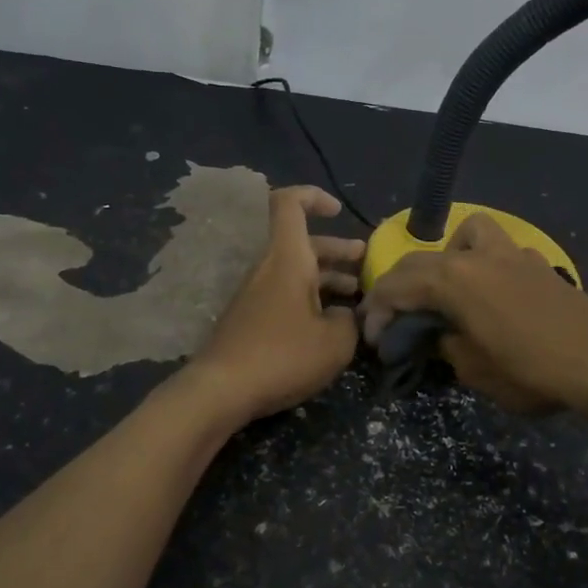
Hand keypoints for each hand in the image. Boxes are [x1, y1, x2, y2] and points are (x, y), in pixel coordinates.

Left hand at [187, 185, 364, 421]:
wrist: (221, 390)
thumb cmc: (283, 355)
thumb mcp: (335, 342)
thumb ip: (351, 321)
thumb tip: (348, 316)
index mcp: (288, 258)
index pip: (289, 203)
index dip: (314, 197)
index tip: (338, 212)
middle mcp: (269, 268)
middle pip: (302, 243)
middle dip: (337, 249)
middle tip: (365, 262)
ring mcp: (255, 294)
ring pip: (295, 271)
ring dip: (326, 277)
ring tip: (356, 297)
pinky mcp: (250, 319)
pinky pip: (284, 295)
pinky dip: (309, 299)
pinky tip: (329, 325)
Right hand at [359, 213, 587, 415]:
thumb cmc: (532, 368)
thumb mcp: (475, 370)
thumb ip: (448, 347)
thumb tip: (441, 336)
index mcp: (452, 278)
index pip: (397, 285)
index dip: (377, 310)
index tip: (372, 338)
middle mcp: (477, 255)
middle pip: (423, 259)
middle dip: (400, 286)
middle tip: (393, 318)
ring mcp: (512, 254)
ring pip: (467, 235)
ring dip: (447, 258)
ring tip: (448, 291)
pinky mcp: (538, 265)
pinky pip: (498, 253)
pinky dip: (483, 267)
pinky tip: (492, 298)